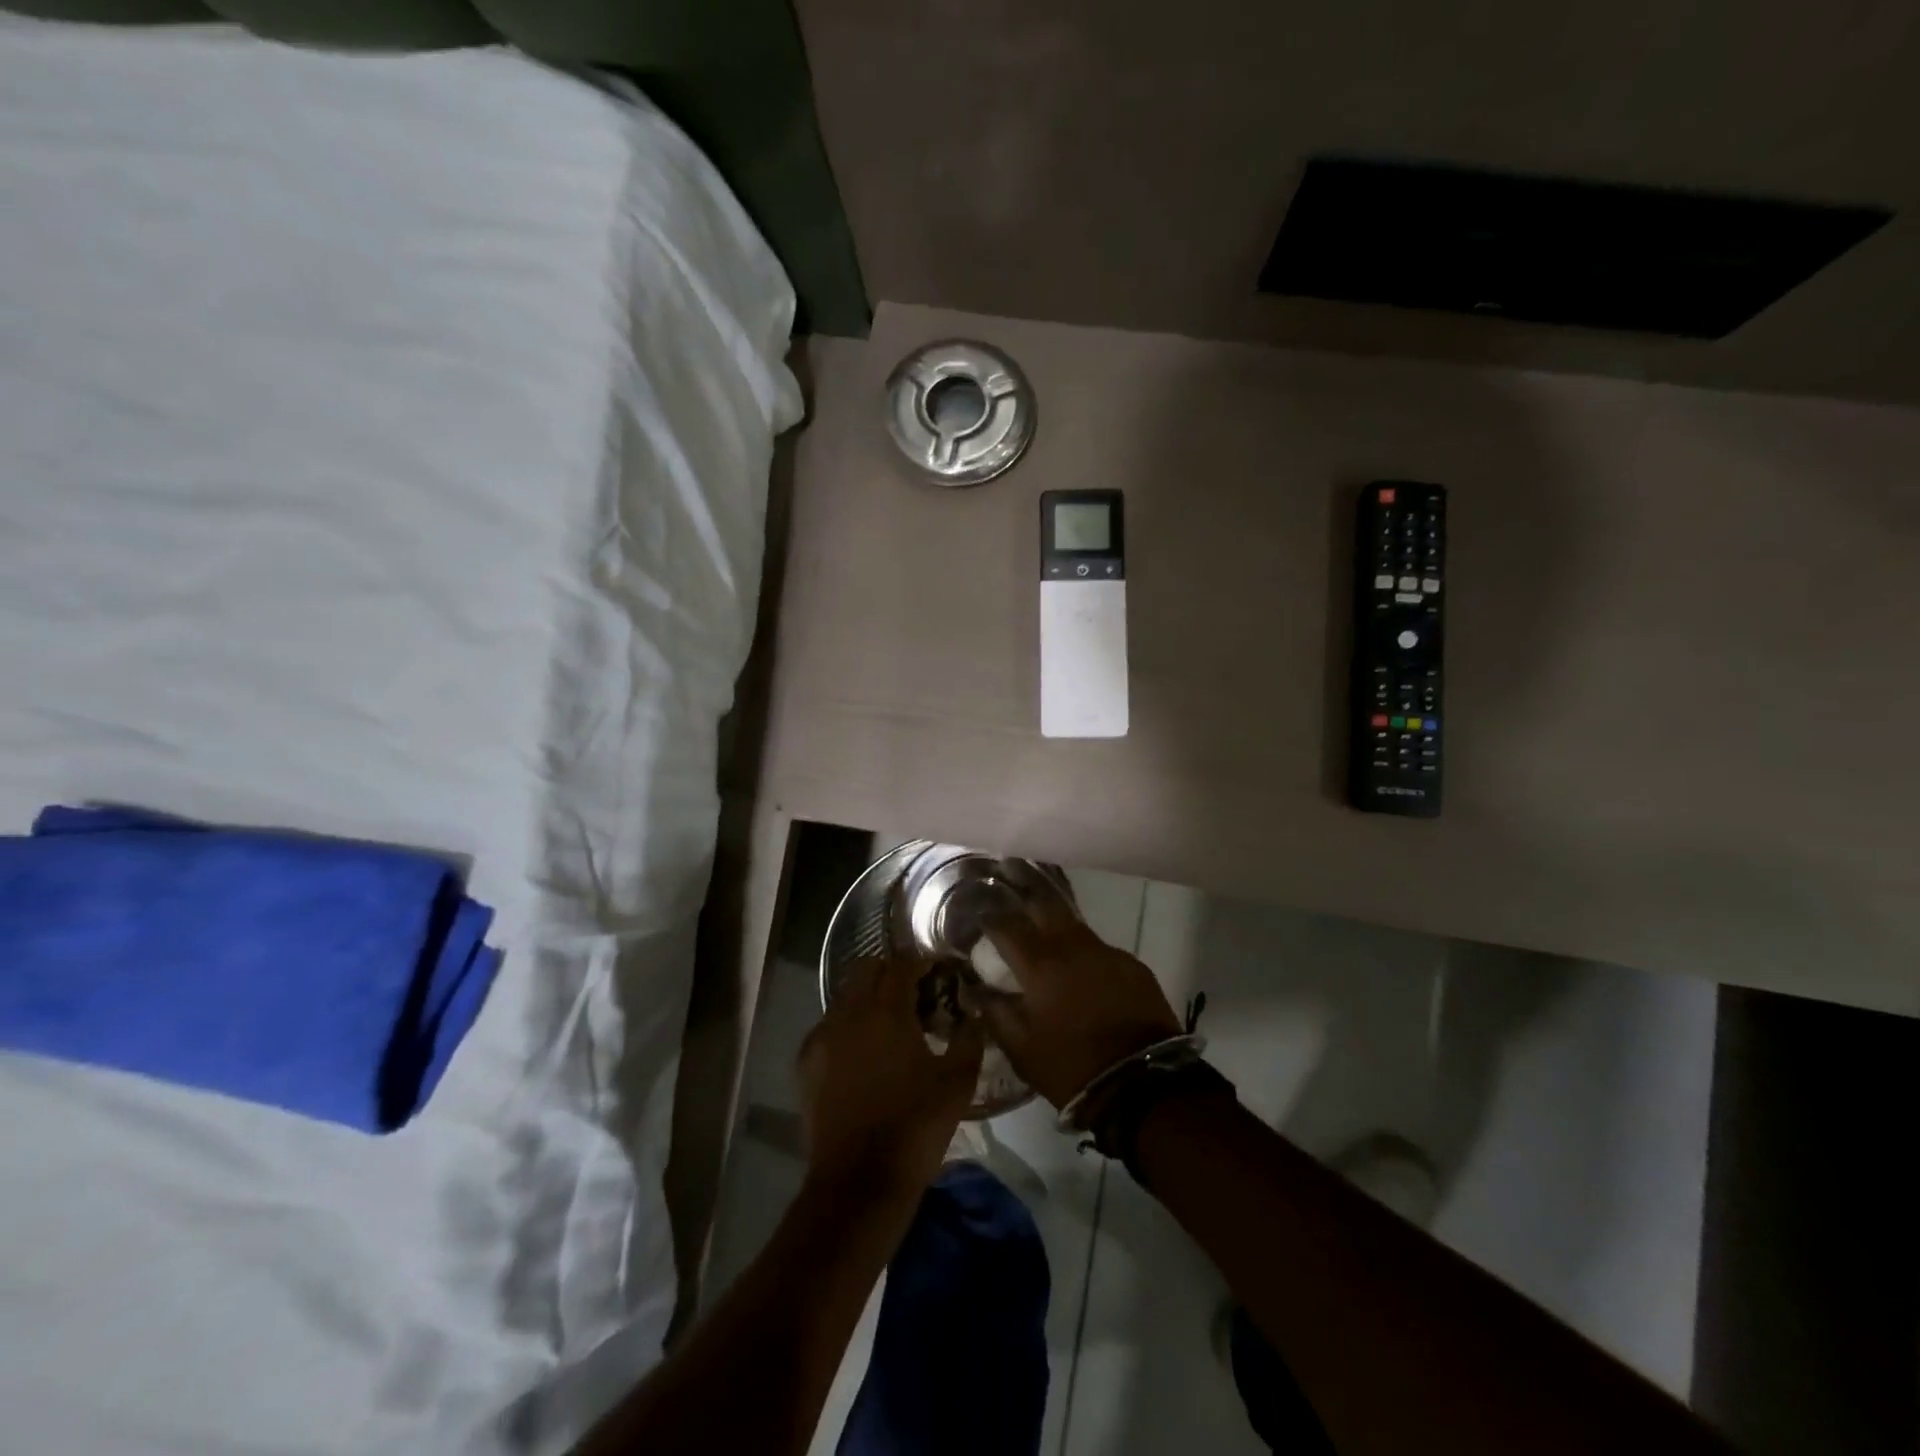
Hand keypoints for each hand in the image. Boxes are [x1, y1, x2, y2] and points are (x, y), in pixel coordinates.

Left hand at [798, 956, 984, 1199]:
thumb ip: (969, 1038)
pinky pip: (829, 1026)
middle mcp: (849, 1012)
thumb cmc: (915, 1127)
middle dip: (892, 972)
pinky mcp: (807, 1062)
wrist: (858, 1183)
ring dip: (868, 997)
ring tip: (890, 1025)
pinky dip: (848, 1026)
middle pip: (867, 967)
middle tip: (915, 995)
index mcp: (887, 1010)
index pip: (903, 962)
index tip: (940, 974)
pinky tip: (864, 1054)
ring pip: (845, 995)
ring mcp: (822, 1036)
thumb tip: (973, 1013)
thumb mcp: (958, 1083)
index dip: (923, 962)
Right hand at [973, 909, 1182, 1108]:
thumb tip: (976, 988)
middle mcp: (1072, 947)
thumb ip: (995, 1012)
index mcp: (1040, 966)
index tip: (980, 918)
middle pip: (1045, 906)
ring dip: (1057, 928)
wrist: (1141, 1083)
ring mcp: (1107, 952)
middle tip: (1015, 907)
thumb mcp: (1021, 1049)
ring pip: (1075, 926)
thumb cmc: (1071, 1067)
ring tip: (1049, 941)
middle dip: (1026, 901)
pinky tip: (1085, 973)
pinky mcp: (1133, 965)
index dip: (990, 919)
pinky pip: (1101, 950)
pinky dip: (1086, 956)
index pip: (1007, 927)